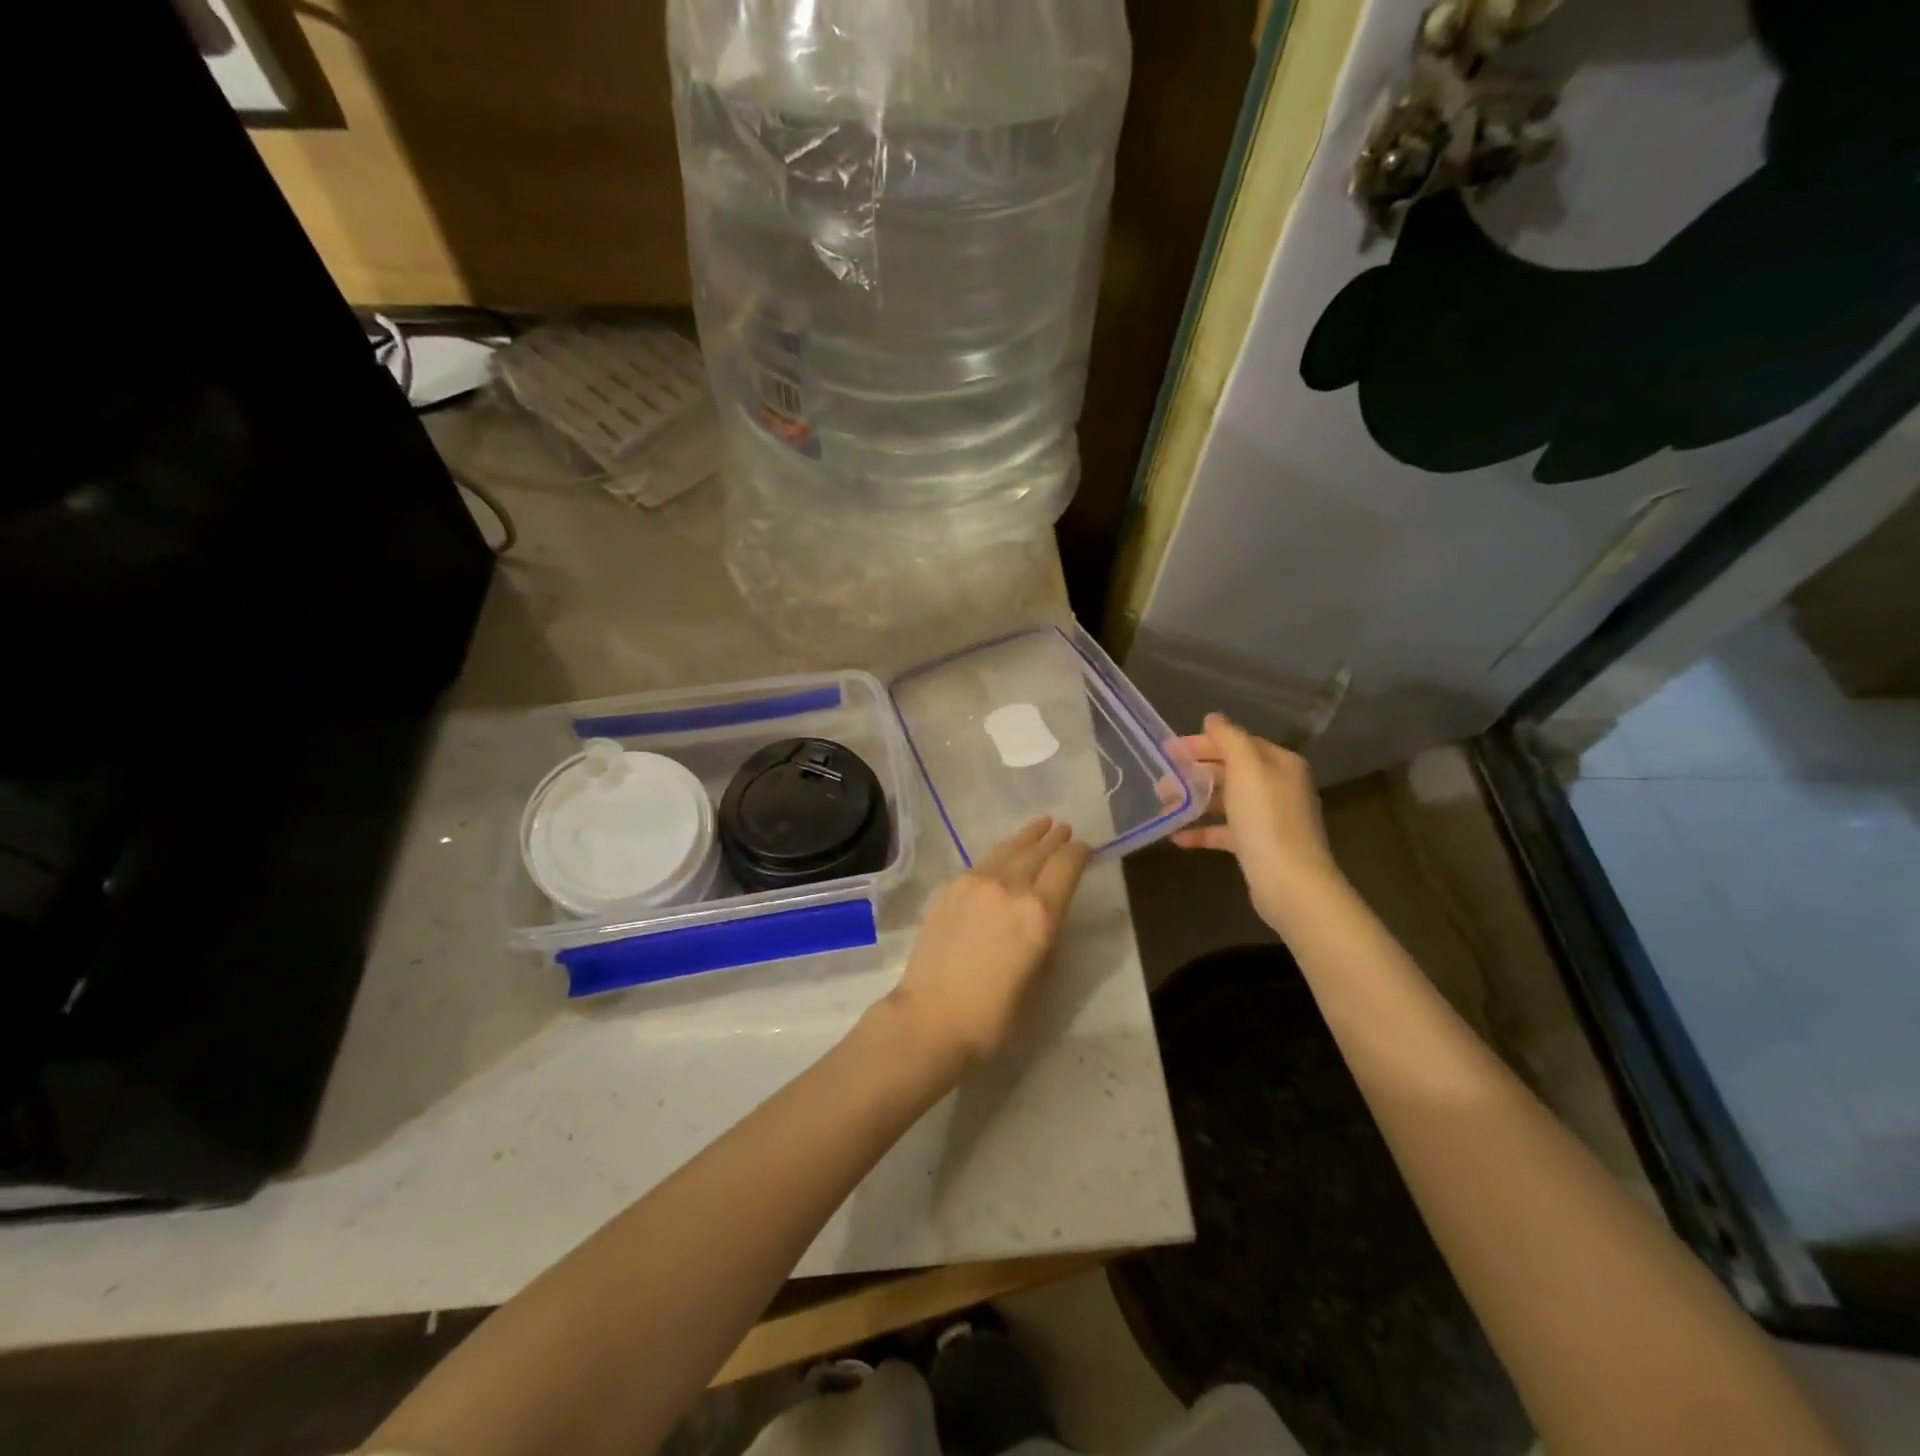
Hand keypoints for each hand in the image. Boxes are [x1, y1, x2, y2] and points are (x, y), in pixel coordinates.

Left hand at [883, 818, 1092, 1067]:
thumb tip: (1046, 919)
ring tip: (1041, 825)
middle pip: (1038, 852)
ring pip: (1008, 850)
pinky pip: (983, 862)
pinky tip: (1003, 855)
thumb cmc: (993, 1017)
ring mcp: (976, 884)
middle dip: (1055, 840)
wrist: (930, 1018)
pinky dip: (1001, 853)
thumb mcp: (1040, 983)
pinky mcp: (951, 889)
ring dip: (1028, 838)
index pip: (1066, 867)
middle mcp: (1010, 888)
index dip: (1080, 853)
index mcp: (1040, 914)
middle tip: (1064, 828)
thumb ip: (1047, 941)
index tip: (1086, 848)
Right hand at [1171, 713, 1342, 931]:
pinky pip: (1225, 831)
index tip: (1169, 750)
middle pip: (1230, 771)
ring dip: (1194, 801)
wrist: (1290, 882)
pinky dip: (1202, 831)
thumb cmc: (1266, 818)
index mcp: (1279, 764)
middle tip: (1161, 780)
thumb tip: (1213, 718)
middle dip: (1194, 773)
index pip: (1237, 743)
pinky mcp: (1257, 846)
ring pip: (1225, 801)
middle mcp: (1277, 787)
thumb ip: (1229, 739)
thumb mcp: (1247, 768)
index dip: (1203, 743)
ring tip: (1164, 806)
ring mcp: (1268, 818)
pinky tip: (1176, 837)